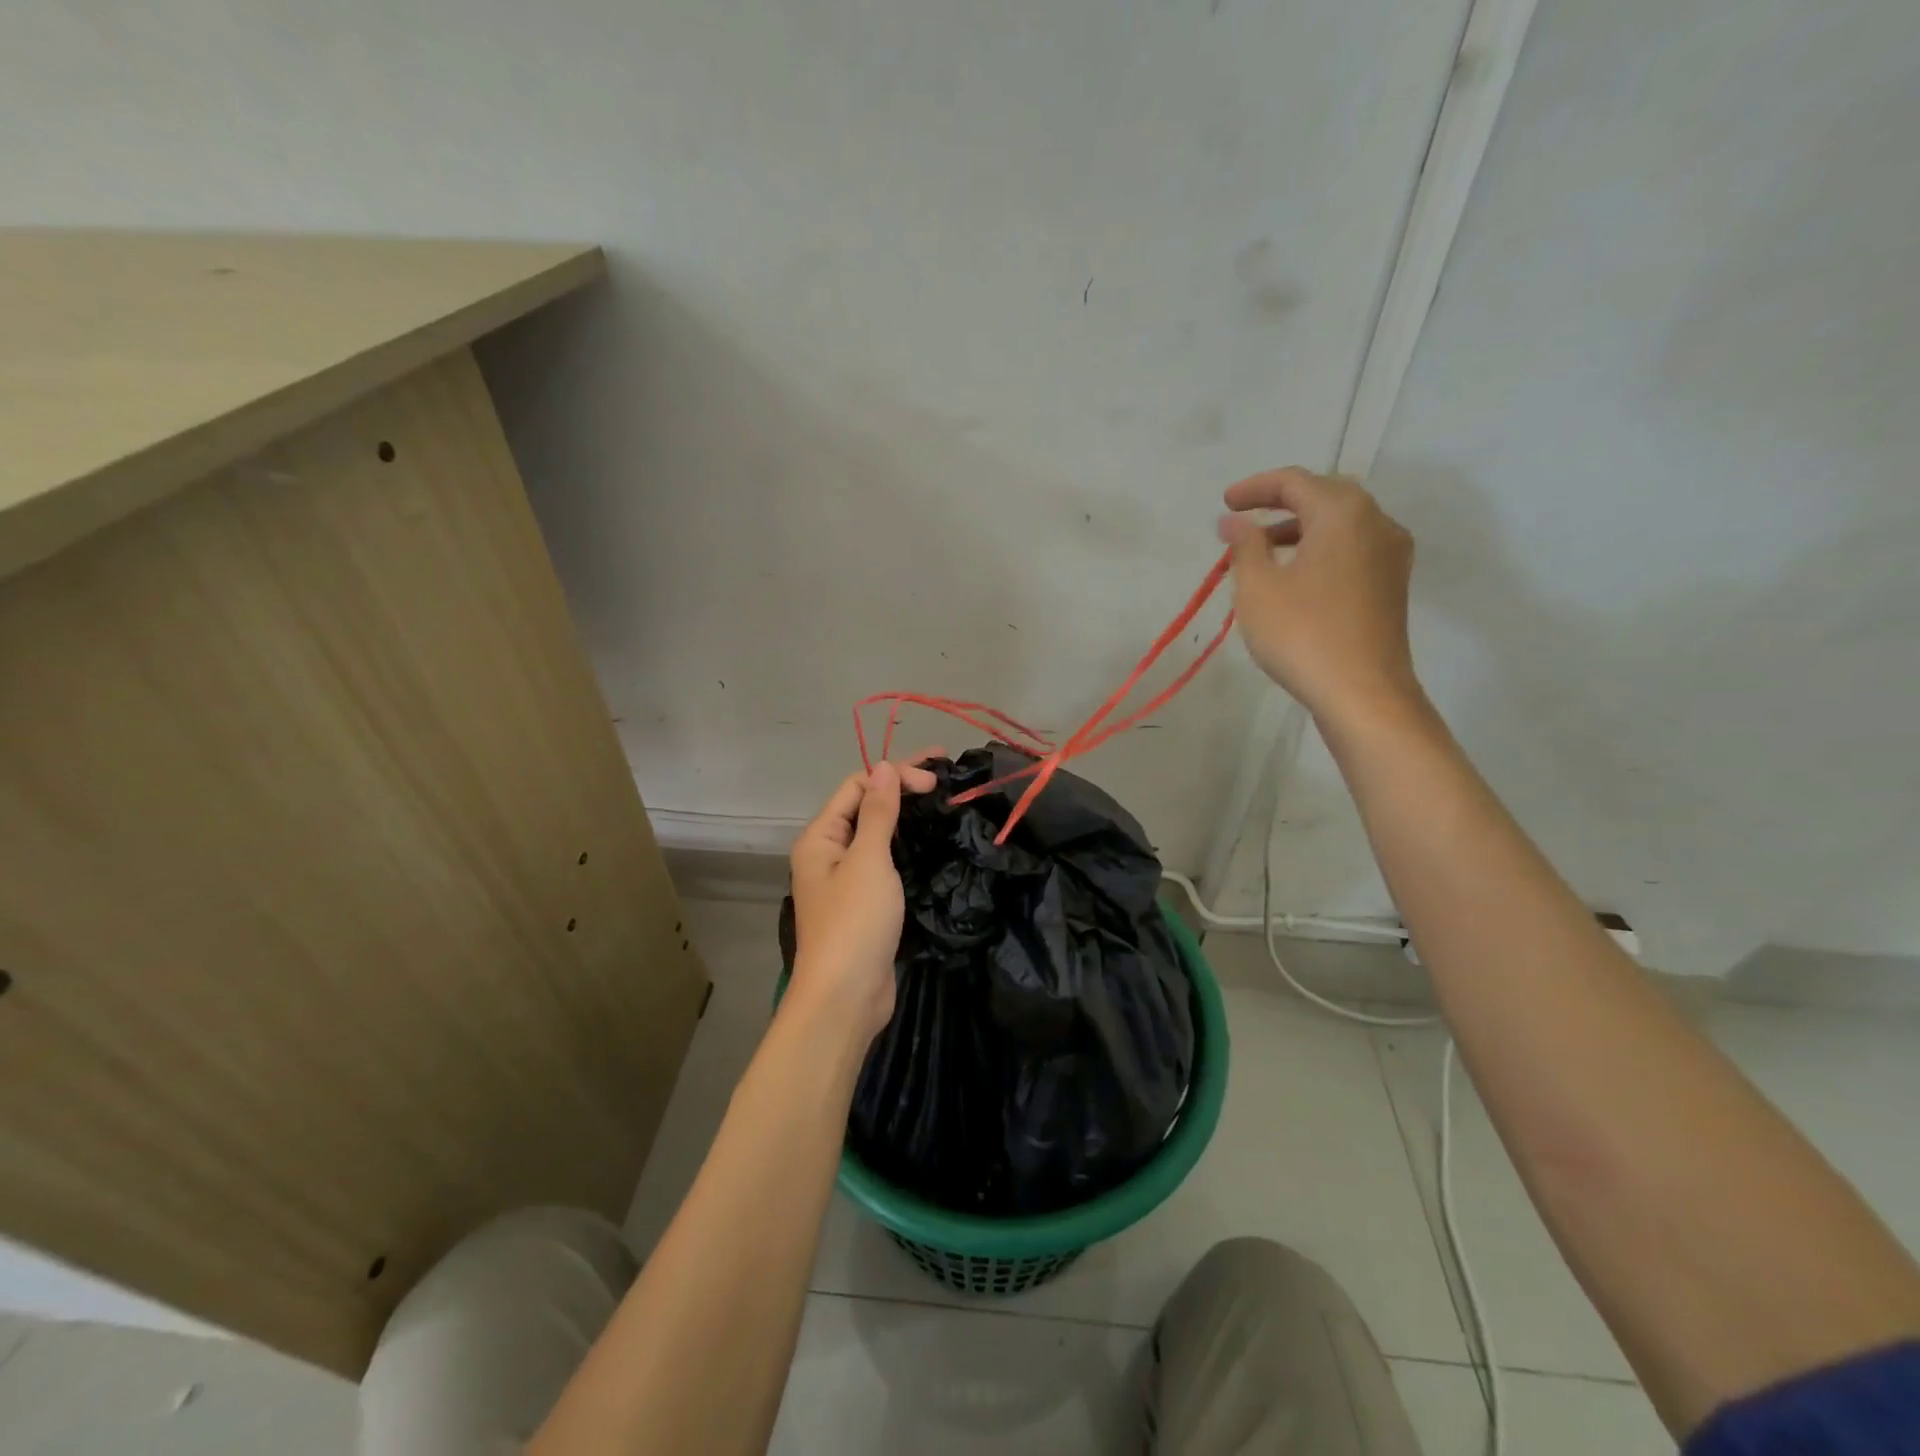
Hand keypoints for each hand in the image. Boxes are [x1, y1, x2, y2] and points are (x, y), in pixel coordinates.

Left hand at [787, 752, 939, 1044]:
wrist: (846, 998)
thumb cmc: (854, 923)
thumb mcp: (868, 861)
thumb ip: (877, 813)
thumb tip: (884, 767)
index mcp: (820, 838)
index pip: (857, 787)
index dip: (895, 775)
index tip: (936, 778)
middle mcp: (829, 853)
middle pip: (866, 807)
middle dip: (902, 788)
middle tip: (945, 777)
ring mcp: (847, 880)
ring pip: (877, 834)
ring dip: (906, 816)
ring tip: (942, 803)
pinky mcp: (866, 903)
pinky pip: (885, 861)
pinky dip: (907, 846)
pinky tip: (931, 842)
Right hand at [1219, 467, 1423, 729]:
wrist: (1363, 693)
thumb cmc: (1302, 634)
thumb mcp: (1257, 588)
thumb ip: (1244, 546)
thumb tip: (1234, 521)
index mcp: (1343, 513)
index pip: (1295, 481)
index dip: (1255, 487)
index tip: (1225, 503)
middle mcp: (1376, 522)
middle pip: (1324, 496)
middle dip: (1280, 503)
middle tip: (1243, 520)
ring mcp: (1391, 554)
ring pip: (1340, 524)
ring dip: (1300, 528)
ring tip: (1262, 551)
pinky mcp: (1392, 584)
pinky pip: (1352, 549)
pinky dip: (1320, 549)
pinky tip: (1295, 575)